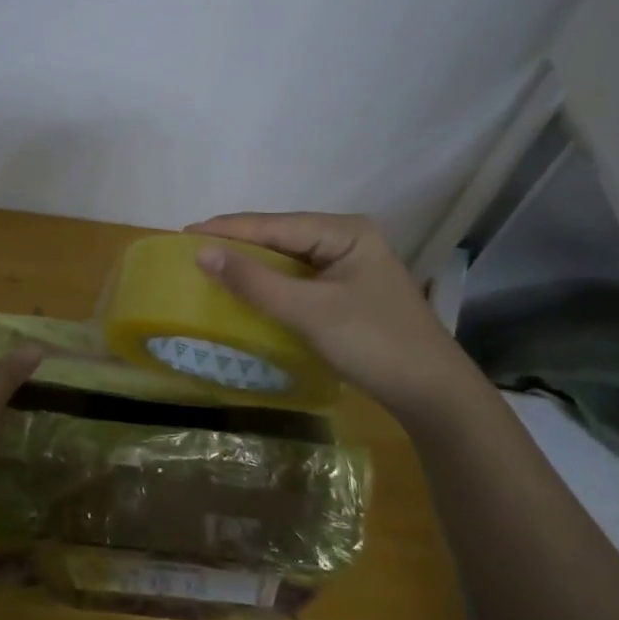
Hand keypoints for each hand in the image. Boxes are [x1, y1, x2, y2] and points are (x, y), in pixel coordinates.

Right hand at [185, 212, 482, 426]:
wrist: (433, 395)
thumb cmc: (373, 343)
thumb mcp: (309, 311)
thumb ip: (255, 281)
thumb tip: (202, 252)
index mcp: (344, 231)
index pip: (275, 224)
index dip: (228, 228)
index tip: (185, 231)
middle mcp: (347, 239)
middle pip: (281, 236)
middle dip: (238, 242)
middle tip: (192, 247)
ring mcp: (350, 266)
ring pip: (289, 258)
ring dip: (253, 263)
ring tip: (211, 263)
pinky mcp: (348, 292)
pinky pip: (299, 278)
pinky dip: (272, 283)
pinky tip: (249, 288)